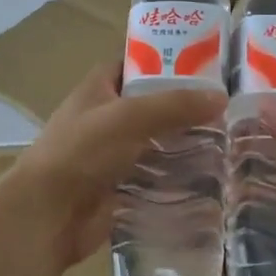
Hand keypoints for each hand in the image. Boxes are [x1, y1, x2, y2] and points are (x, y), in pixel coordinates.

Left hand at [0, 63, 225, 270]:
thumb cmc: (82, 152)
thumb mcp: (129, 117)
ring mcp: (112, 154)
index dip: (164, 59)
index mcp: (98, 88)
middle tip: (226, 105)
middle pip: (150, 104)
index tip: (204, 63)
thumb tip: (221, 97)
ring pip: (156, 141)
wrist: (47, 215)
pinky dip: (177, 176)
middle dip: (183, 105)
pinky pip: (155, 176)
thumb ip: (174, 105)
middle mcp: (105, 117)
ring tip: (227, 139)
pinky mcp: (121, 187)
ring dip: (184, 142)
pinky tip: (210, 175)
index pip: (134, 63)